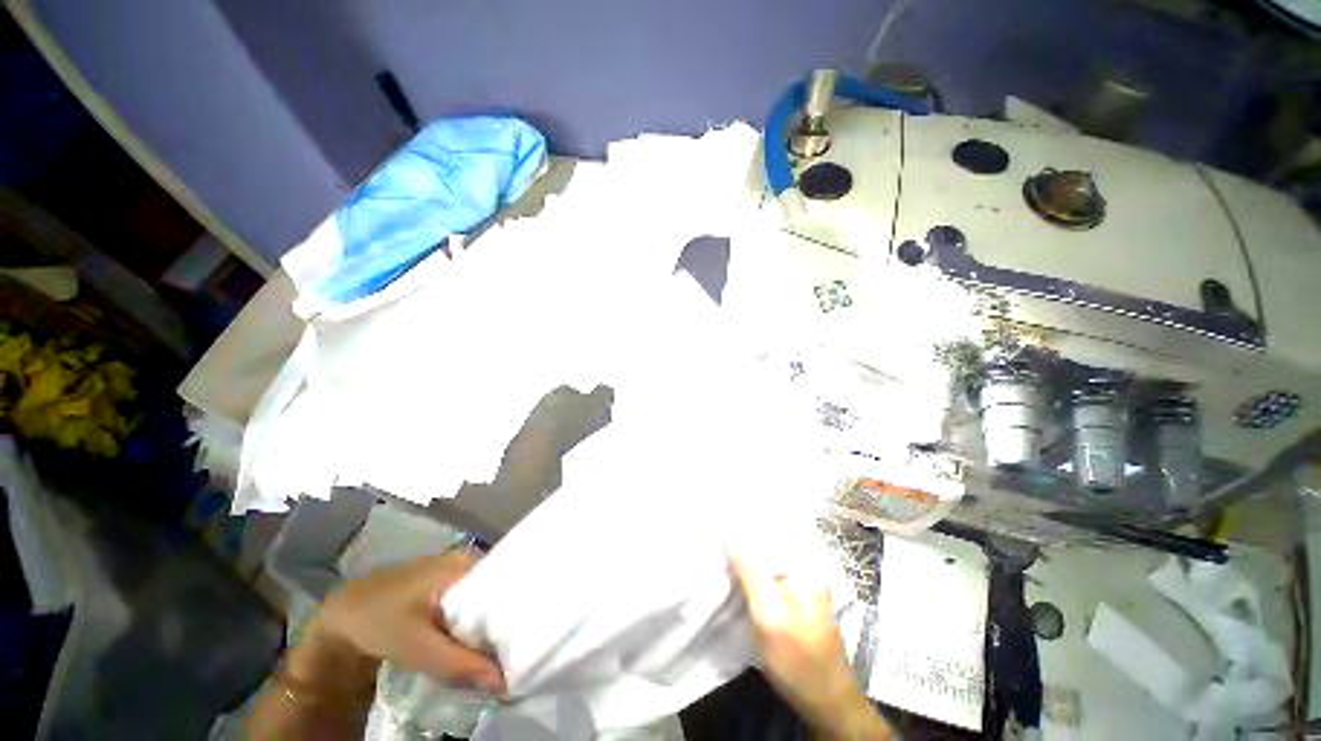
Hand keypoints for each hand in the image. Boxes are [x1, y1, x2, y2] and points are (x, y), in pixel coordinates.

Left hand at [253, 553, 504, 740]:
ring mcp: (458, 572)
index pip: (509, 581)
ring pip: (487, 599)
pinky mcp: (448, 586)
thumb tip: (504, 682)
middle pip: (500, 591)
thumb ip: (460, 663)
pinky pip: (474, 603)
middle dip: (508, 620)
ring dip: (493, 624)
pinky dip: (479, 623)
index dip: (521, 608)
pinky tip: (482, 642)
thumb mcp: (418, 647)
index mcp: (467, 564)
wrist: (342, 615)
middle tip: (523, 648)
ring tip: (509, 648)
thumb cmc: (380, 622)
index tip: (534, 635)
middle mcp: (469, 562)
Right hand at [729, 550, 889, 739]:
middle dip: (739, 549)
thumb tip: (730, 538)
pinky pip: (768, 582)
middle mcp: (803, 570)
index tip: (712, 535)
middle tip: (710, 553)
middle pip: (764, 549)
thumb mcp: (770, 618)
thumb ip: (751, 575)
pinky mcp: (794, 603)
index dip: (737, 533)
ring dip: (742, 566)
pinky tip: (734, 586)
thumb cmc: (799, 662)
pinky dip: (750, 581)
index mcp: (802, 566)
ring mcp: (800, 587)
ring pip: (764, 566)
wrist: (829, 704)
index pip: (764, 536)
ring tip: (717, 565)